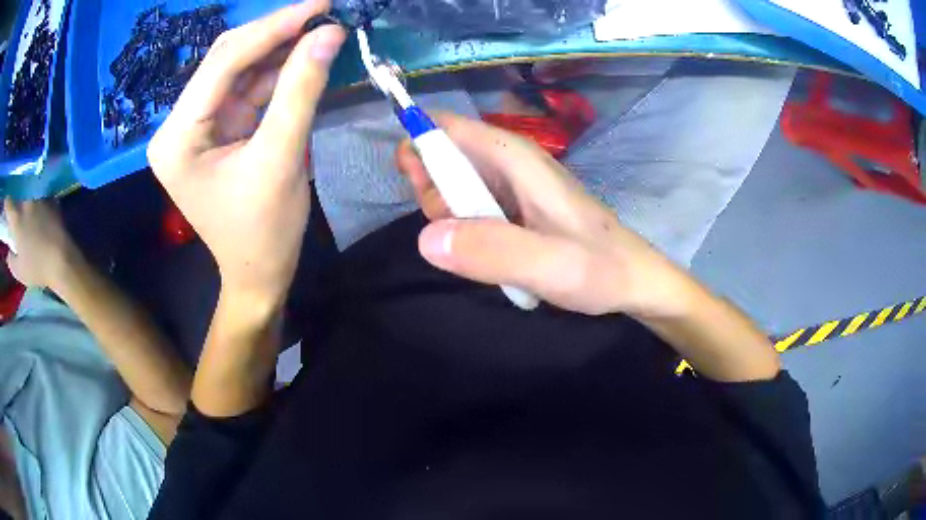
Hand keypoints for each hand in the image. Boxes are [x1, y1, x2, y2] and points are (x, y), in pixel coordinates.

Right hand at [4, 199, 79, 289]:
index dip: (6, 204)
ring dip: (29, 201)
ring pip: (30, 194)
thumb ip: (11, 260)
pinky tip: (42, 212)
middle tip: (17, 211)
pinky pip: (42, 197)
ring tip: (29, 212)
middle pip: (19, 195)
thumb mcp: (18, 271)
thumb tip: (8, 253)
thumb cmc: (36, 267)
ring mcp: (39, 198)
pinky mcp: (51, 199)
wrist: (60, 259)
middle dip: (17, 201)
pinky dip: (40, 203)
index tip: (6, 207)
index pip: (8, 203)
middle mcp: (26, 203)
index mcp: (16, 218)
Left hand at [147, 2, 345, 308]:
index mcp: (177, 138)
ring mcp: (196, 126)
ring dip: (279, 49)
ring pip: (239, 70)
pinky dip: (277, 72)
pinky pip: (247, 89)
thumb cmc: (263, 232)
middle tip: (323, 12)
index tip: (319, 5)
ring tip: (321, 30)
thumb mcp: (282, 158)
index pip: (222, 63)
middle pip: (226, 60)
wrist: (258, 274)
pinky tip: (305, 56)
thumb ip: (301, 90)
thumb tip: (329, 34)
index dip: (272, 28)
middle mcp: (178, 126)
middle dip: (275, 33)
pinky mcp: (216, 129)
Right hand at [396, 113, 696, 316]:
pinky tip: (488, 252)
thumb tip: (427, 238)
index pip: (447, 126)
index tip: (413, 185)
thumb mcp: (550, 265)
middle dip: (432, 188)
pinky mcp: (514, 206)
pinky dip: (464, 226)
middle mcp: (509, 161)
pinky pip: (470, 204)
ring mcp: (512, 184)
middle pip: (443, 153)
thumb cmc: (599, 268)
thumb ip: (491, 251)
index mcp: (514, 157)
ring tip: (481, 249)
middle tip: (455, 229)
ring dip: (447, 213)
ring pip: (453, 182)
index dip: (418, 144)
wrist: (632, 280)